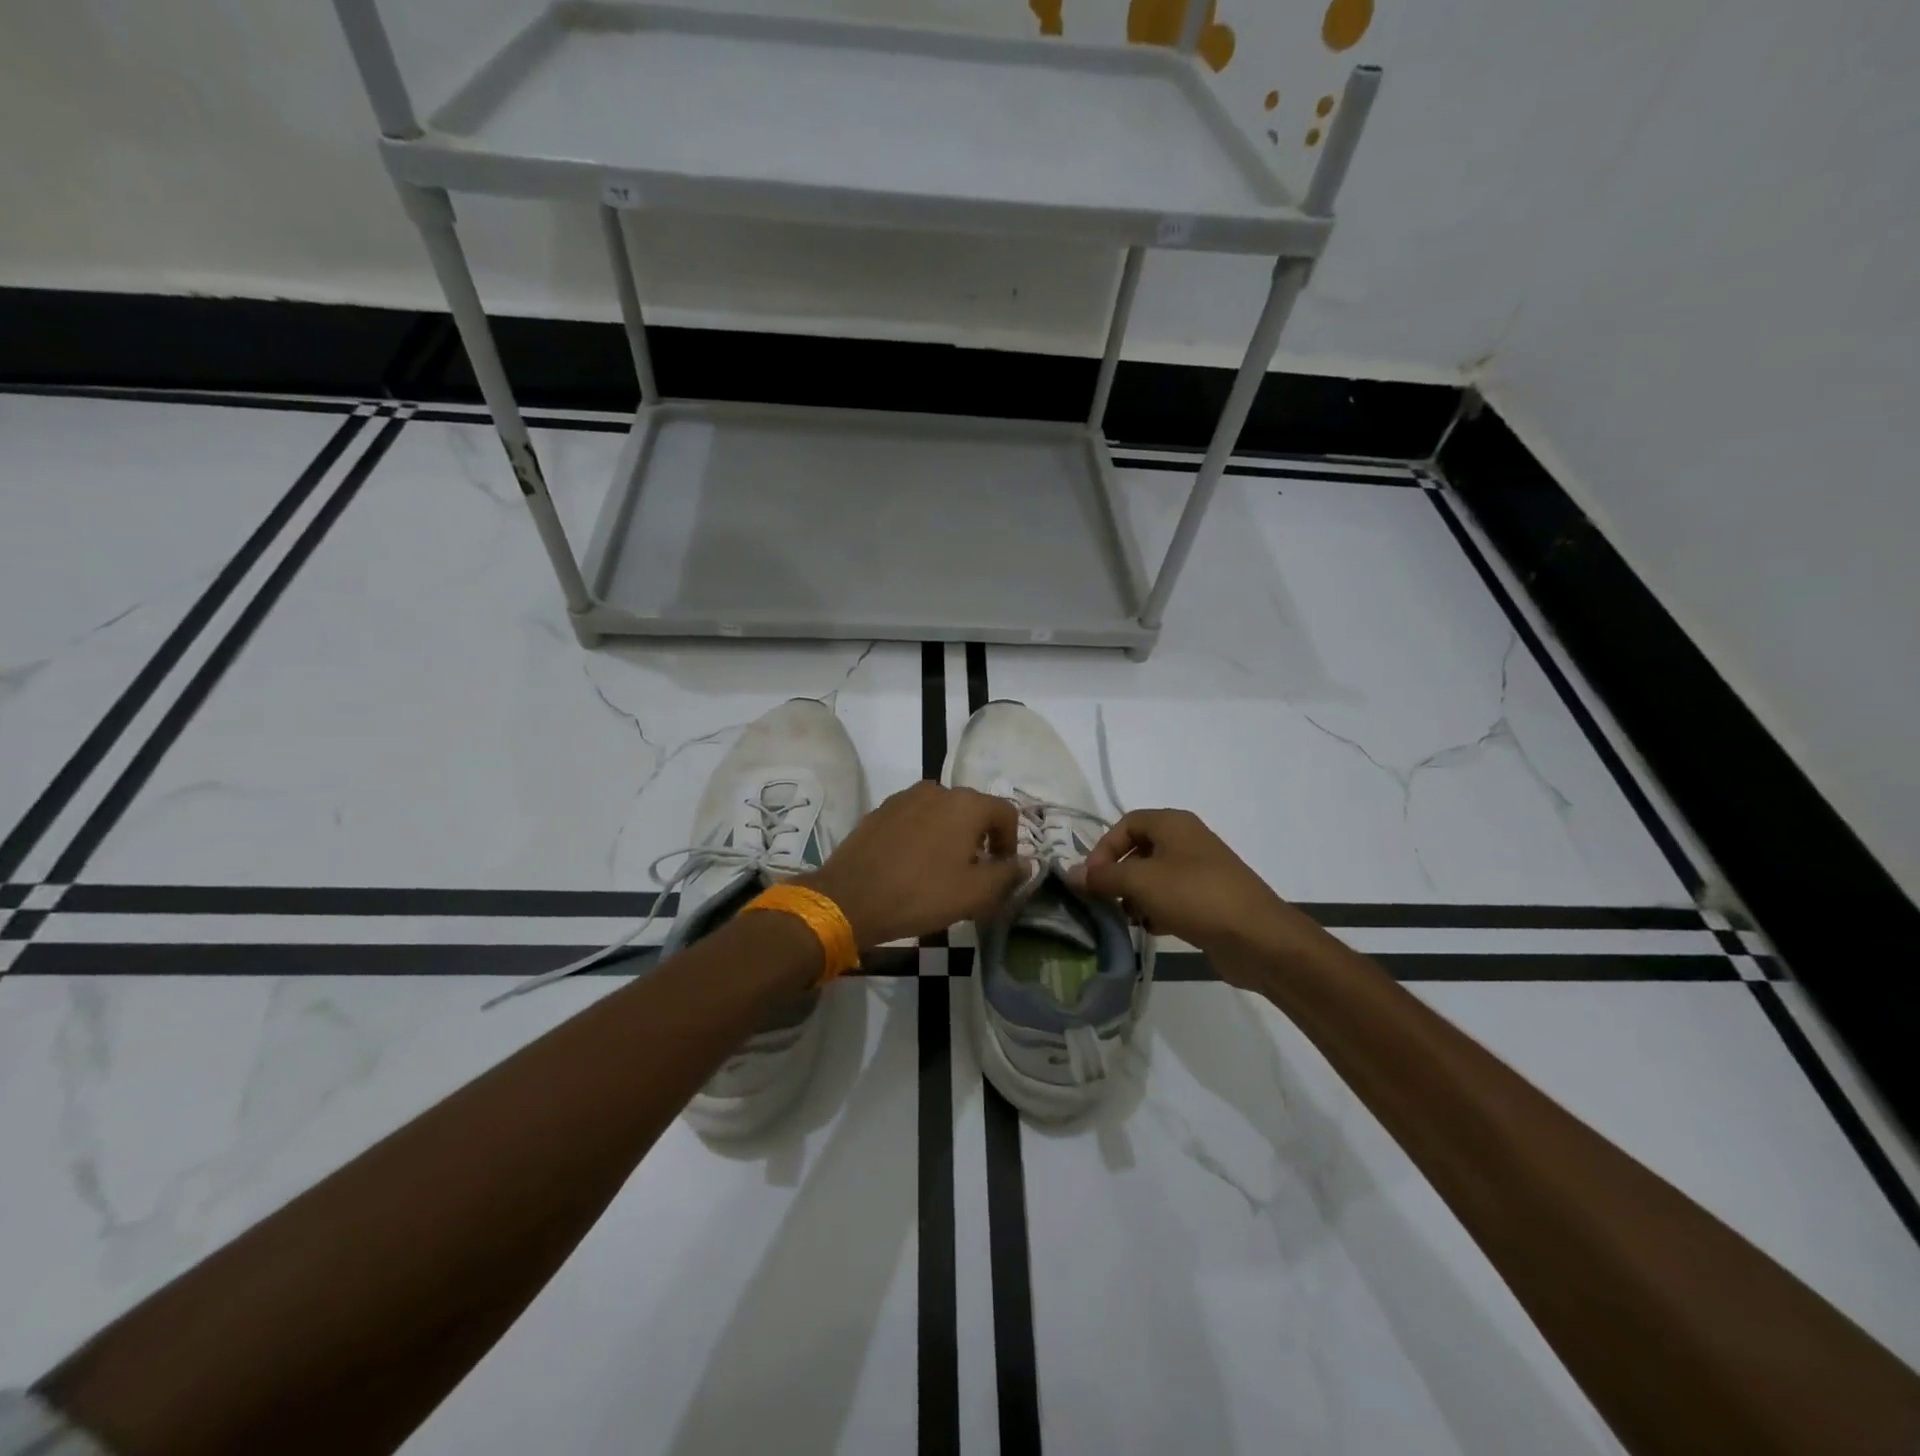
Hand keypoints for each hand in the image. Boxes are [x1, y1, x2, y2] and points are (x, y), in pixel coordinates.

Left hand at [802, 782, 1024, 947]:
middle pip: (973, 812)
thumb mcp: (975, 893)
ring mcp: (904, 798)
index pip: (1006, 813)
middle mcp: (937, 790)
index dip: (1012, 842)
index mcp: (965, 804)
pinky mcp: (880, 811)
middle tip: (974, 876)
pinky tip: (912, 866)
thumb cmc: (920, 894)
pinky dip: (923, 837)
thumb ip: (1007, 875)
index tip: (1001, 871)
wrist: (849, 898)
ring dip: (950, 837)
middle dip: (980, 841)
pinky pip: (915, 820)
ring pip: (942, 814)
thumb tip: (1025, 863)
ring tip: (942, 872)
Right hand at [1069, 809, 1321, 983]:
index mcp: (1173, 824)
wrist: (1258, 938)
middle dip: (1118, 874)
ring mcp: (1201, 871)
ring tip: (1127, 918)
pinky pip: (1172, 897)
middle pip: (1139, 850)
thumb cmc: (1195, 896)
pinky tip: (1152, 928)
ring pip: (1155, 876)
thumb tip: (1070, 874)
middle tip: (1104, 900)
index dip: (1104, 848)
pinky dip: (1157, 909)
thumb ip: (1103, 877)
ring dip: (1135, 895)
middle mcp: (1187, 841)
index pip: (1126, 824)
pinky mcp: (1209, 899)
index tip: (1092, 879)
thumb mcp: (1141, 882)